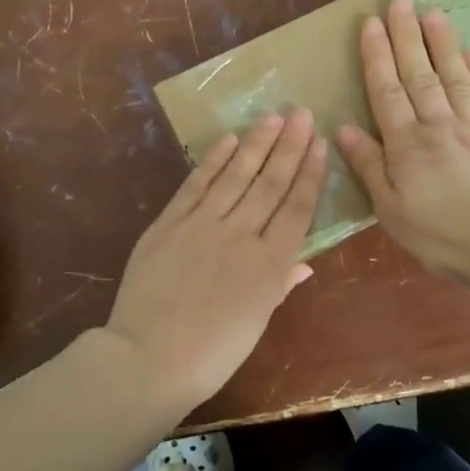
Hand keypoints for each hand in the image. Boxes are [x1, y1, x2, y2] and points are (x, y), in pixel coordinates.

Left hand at [105, 108, 327, 415]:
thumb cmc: (212, 353)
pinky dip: (213, 161)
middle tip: (302, 113)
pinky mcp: (169, 223)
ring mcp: (202, 225)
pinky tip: (228, 140)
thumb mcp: (256, 323)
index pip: (296, 208)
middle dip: (288, 145)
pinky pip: (195, 184)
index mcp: (269, 264)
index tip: (319, 143)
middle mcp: (240, 235)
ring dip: (256, 143)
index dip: (309, 173)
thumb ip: (280, 285)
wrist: (149, 358)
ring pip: (236, 176)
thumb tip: (305, 263)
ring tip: (272, 116)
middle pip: (270, 183)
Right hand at [335, 0, 469, 278]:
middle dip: (407, 35)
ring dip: (443, 44)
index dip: (377, 55)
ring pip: (456, 77)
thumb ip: (369, 166)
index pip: (386, 90)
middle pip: (420, 74)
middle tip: (400, 0)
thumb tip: (344, 128)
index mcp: (406, 144)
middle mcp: (439, 126)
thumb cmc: (439, 235)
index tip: (371, 22)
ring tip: (434, 14)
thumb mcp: (390, 209)